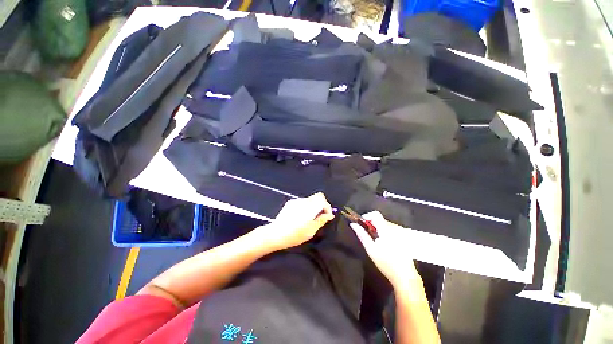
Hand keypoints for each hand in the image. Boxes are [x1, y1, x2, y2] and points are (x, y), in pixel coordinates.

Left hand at [260, 193, 334, 250]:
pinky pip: (302, 202)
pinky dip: (306, 207)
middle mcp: (303, 201)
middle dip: (321, 206)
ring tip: (311, 219)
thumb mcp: (311, 230)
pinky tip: (302, 217)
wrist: (275, 234)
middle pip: (317, 197)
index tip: (327, 216)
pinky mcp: (290, 203)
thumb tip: (329, 215)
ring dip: (314, 207)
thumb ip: (322, 220)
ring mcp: (296, 201)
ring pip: (310, 200)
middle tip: (321, 217)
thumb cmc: (294, 234)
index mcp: (309, 206)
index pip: (322, 198)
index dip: (327, 207)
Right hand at [350, 211, 421, 289]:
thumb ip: (362, 235)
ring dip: (378, 228)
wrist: (405, 277)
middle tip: (367, 234)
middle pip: (380, 219)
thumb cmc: (386, 263)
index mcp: (387, 230)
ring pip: (385, 224)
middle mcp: (395, 228)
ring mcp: (401, 232)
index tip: (361, 224)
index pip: (376, 214)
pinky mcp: (404, 237)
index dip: (367, 216)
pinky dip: (385, 231)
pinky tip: (384, 243)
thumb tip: (353, 224)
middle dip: (372, 224)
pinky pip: (391, 228)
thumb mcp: (371, 249)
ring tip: (375, 240)